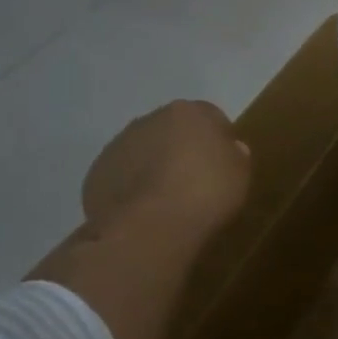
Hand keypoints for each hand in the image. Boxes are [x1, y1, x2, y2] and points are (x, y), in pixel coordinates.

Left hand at [80, 100, 251, 243]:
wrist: (151, 226)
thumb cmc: (207, 192)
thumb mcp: (240, 173)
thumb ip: (235, 154)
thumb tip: (228, 149)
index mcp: (187, 112)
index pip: (209, 116)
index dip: (218, 140)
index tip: (223, 164)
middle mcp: (149, 120)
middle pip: (171, 131)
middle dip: (181, 149)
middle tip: (195, 181)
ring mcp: (118, 146)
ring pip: (142, 152)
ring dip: (153, 167)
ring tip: (167, 201)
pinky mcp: (97, 174)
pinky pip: (122, 176)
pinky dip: (132, 188)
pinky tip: (145, 212)